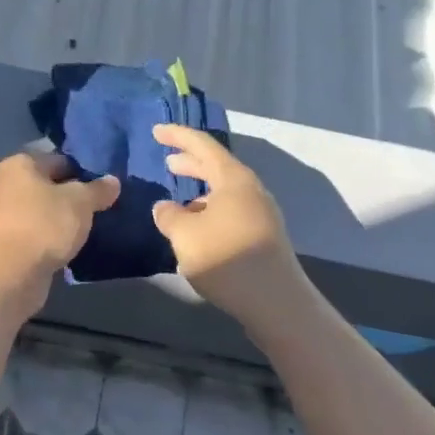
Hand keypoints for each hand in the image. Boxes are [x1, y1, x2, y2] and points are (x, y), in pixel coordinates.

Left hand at [0, 151, 119, 308]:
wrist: (12, 275)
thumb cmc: (45, 225)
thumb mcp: (81, 202)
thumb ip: (98, 189)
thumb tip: (113, 181)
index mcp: (21, 164)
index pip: (60, 159)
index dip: (84, 170)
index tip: (105, 184)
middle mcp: (9, 184)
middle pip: (51, 184)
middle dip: (75, 194)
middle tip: (103, 204)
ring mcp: (6, 214)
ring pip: (45, 209)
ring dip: (66, 217)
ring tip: (93, 225)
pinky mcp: (9, 242)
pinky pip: (39, 231)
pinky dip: (55, 236)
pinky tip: (75, 243)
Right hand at [151, 125, 305, 324]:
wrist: (277, 303)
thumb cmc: (227, 259)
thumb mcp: (185, 235)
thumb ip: (169, 216)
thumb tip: (164, 208)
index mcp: (233, 178)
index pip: (202, 145)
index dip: (177, 136)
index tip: (156, 131)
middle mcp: (250, 189)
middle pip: (216, 166)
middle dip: (190, 163)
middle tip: (167, 162)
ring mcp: (261, 213)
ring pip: (224, 191)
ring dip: (200, 192)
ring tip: (178, 203)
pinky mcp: (263, 237)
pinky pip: (231, 211)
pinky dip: (210, 211)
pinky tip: (197, 232)